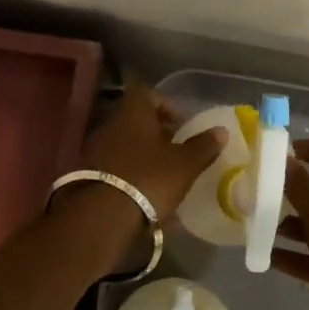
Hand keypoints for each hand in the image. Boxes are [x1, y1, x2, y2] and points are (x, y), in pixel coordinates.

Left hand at [66, 80, 226, 226]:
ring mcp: (95, 148)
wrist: (102, 216)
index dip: (165, 104)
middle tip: (175, 148)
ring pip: (123, 141)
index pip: (147, 93)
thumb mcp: (185, 164)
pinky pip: (113, 163)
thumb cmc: (149, 179)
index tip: (181, 123)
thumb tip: (221, 130)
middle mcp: (111, 123)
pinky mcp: (87, 173)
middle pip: (135, 118)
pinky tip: (141, 189)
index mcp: (134, 112)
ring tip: (161, 171)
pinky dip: (128, 170)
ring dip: (141, 152)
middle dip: (155, 131)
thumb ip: (203, 146)